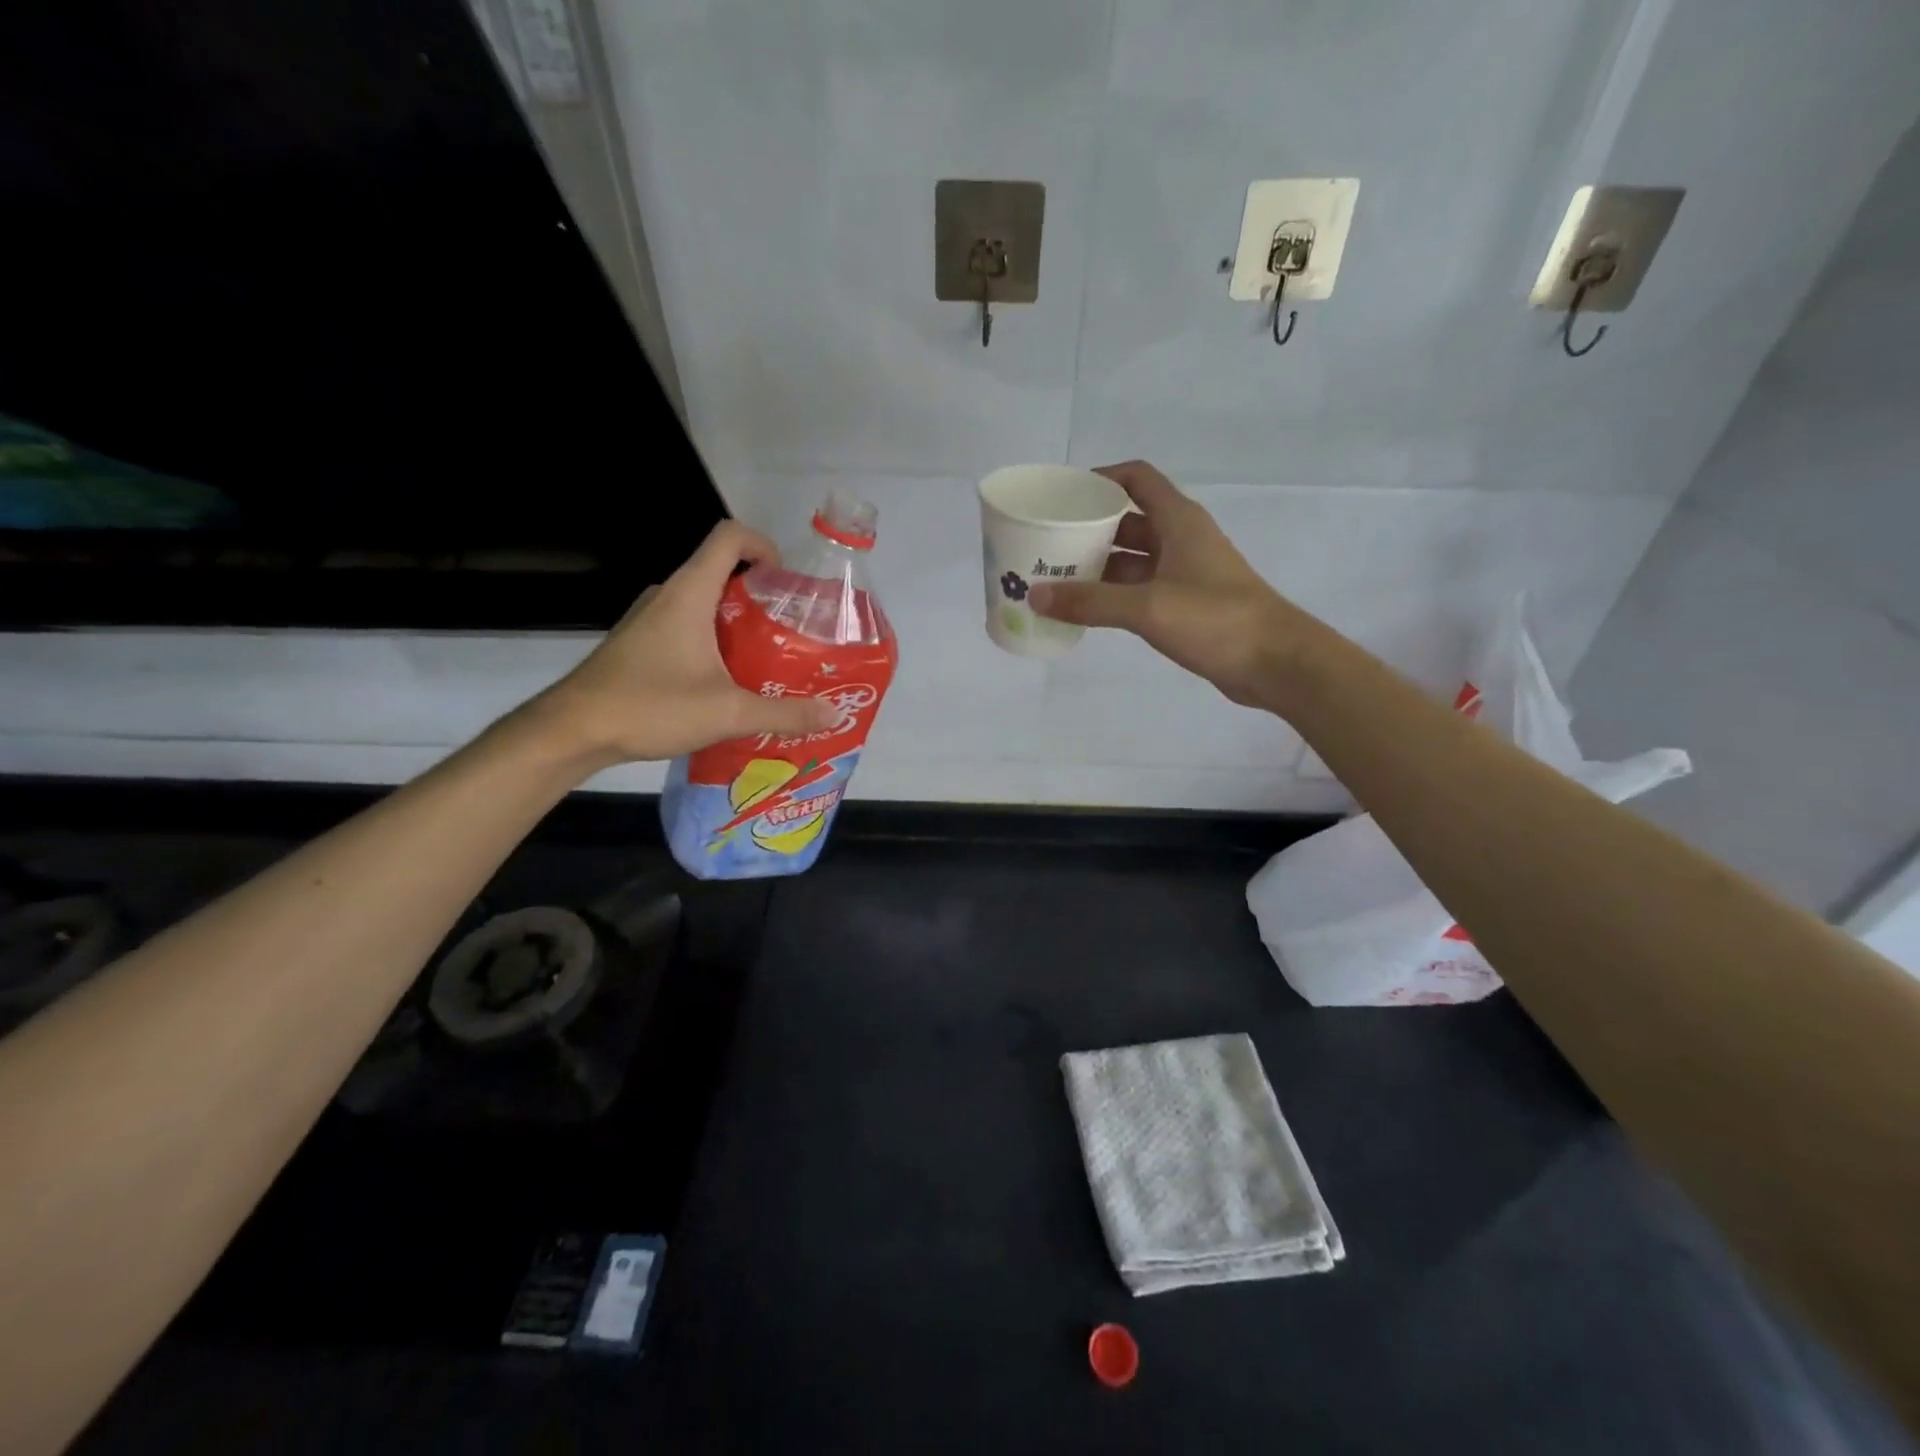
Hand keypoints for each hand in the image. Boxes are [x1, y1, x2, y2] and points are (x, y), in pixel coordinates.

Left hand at [527, 521, 836, 765]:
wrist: (573, 730)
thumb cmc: (651, 706)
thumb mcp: (729, 712)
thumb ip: (784, 712)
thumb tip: (834, 714)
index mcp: (690, 593)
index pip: (729, 537)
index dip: (763, 546)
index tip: (786, 582)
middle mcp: (667, 595)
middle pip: (721, 572)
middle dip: (760, 597)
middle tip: (789, 634)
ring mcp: (648, 619)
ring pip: (702, 604)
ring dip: (735, 624)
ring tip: (764, 662)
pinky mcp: (637, 643)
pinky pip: (684, 627)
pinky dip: (710, 643)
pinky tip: (723, 684)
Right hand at [1028, 461, 1318, 709]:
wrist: (1275, 662)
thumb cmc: (1216, 619)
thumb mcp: (1148, 607)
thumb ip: (1091, 602)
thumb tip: (1036, 597)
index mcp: (1178, 521)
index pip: (1136, 478)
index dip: (1100, 478)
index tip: (1063, 495)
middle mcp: (1180, 539)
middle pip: (1127, 520)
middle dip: (1088, 528)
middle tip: (1047, 543)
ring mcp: (1184, 573)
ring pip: (1131, 559)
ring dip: (1097, 566)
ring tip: (1055, 577)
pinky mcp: (1185, 604)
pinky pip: (1139, 589)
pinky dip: (1112, 595)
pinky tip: (1084, 610)